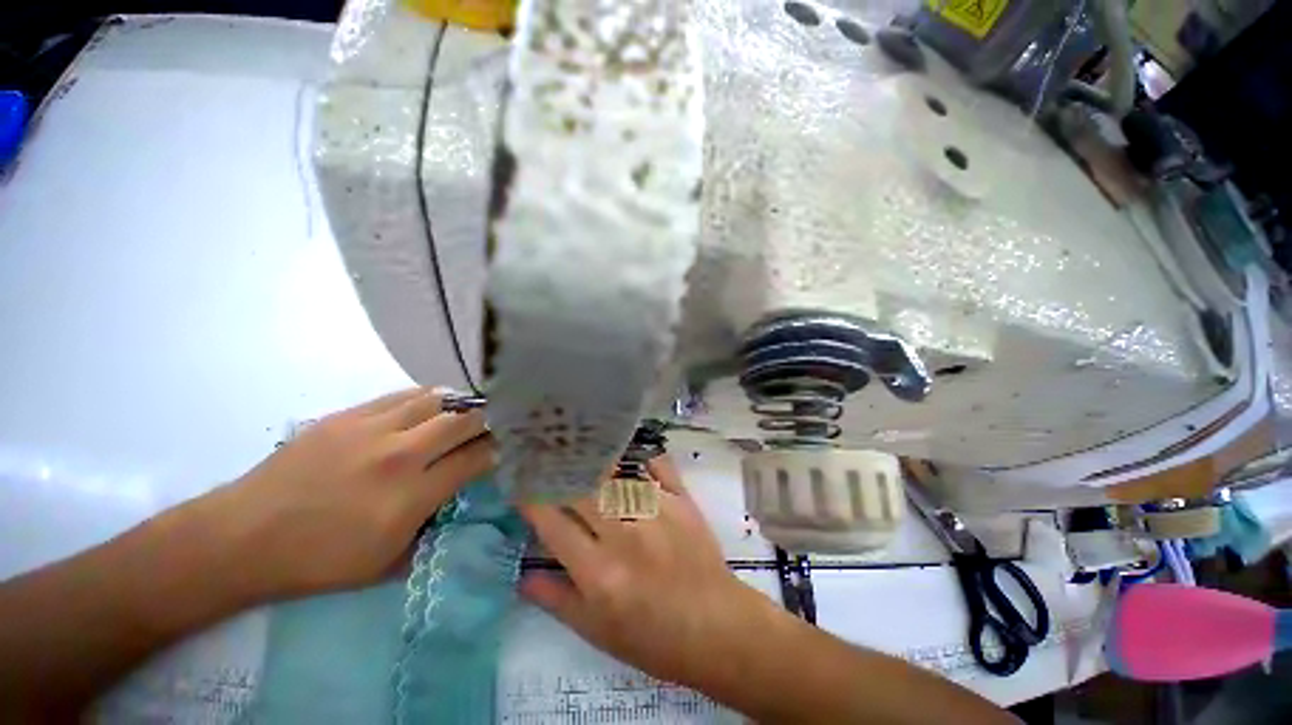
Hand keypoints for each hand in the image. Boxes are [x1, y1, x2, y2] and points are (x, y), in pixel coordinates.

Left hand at [205, 388, 492, 600]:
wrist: (243, 537)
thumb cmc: (318, 562)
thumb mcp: (387, 564)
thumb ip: (433, 529)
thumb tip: (460, 499)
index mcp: (409, 498)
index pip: (474, 460)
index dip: (497, 452)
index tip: (503, 451)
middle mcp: (398, 456)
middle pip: (464, 422)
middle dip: (487, 422)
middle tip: (492, 428)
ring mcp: (371, 430)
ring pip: (437, 400)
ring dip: (459, 406)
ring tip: (465, 413)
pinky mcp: (347, 415)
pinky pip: (403, 395)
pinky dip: (427, 398)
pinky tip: (430, 406)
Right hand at [518, 455, 777, 689]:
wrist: (715, 628)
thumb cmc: (652, 638)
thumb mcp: (597, 631)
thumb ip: (557, 601)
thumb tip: (522, 576)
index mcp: (598, 571)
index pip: (552, 523)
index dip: (532, 499)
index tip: (522, 485)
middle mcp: (624, 533)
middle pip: (582, 489)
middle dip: (560, 471)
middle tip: (548, 460)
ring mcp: (656, 511)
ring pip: (616, 472)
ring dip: (594, 460)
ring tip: (580, 447)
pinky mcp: (682, 500)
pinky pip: (658, 465)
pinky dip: (642, 455)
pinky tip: (630, 450)